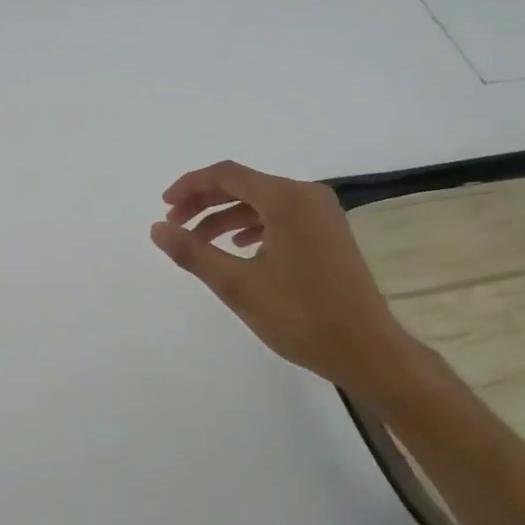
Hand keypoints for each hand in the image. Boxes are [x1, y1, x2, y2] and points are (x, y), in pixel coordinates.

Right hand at [151, 160, 423, 398]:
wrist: (367, 349)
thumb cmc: (301, 316)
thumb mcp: (238, 286)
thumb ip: (193, 253)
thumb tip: (157, 229)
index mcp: (286, 198)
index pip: (227, 174)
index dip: (191, 186)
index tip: (164, 206)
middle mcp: (307, 195)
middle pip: (245, 185)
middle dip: (205, 202)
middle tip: (175, 225)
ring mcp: (323, 213)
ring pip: (263, 202)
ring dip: (227, 217)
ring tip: (199, 242)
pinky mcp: (329, 232)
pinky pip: (282, 217)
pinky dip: (254, 227)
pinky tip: (239, 249)